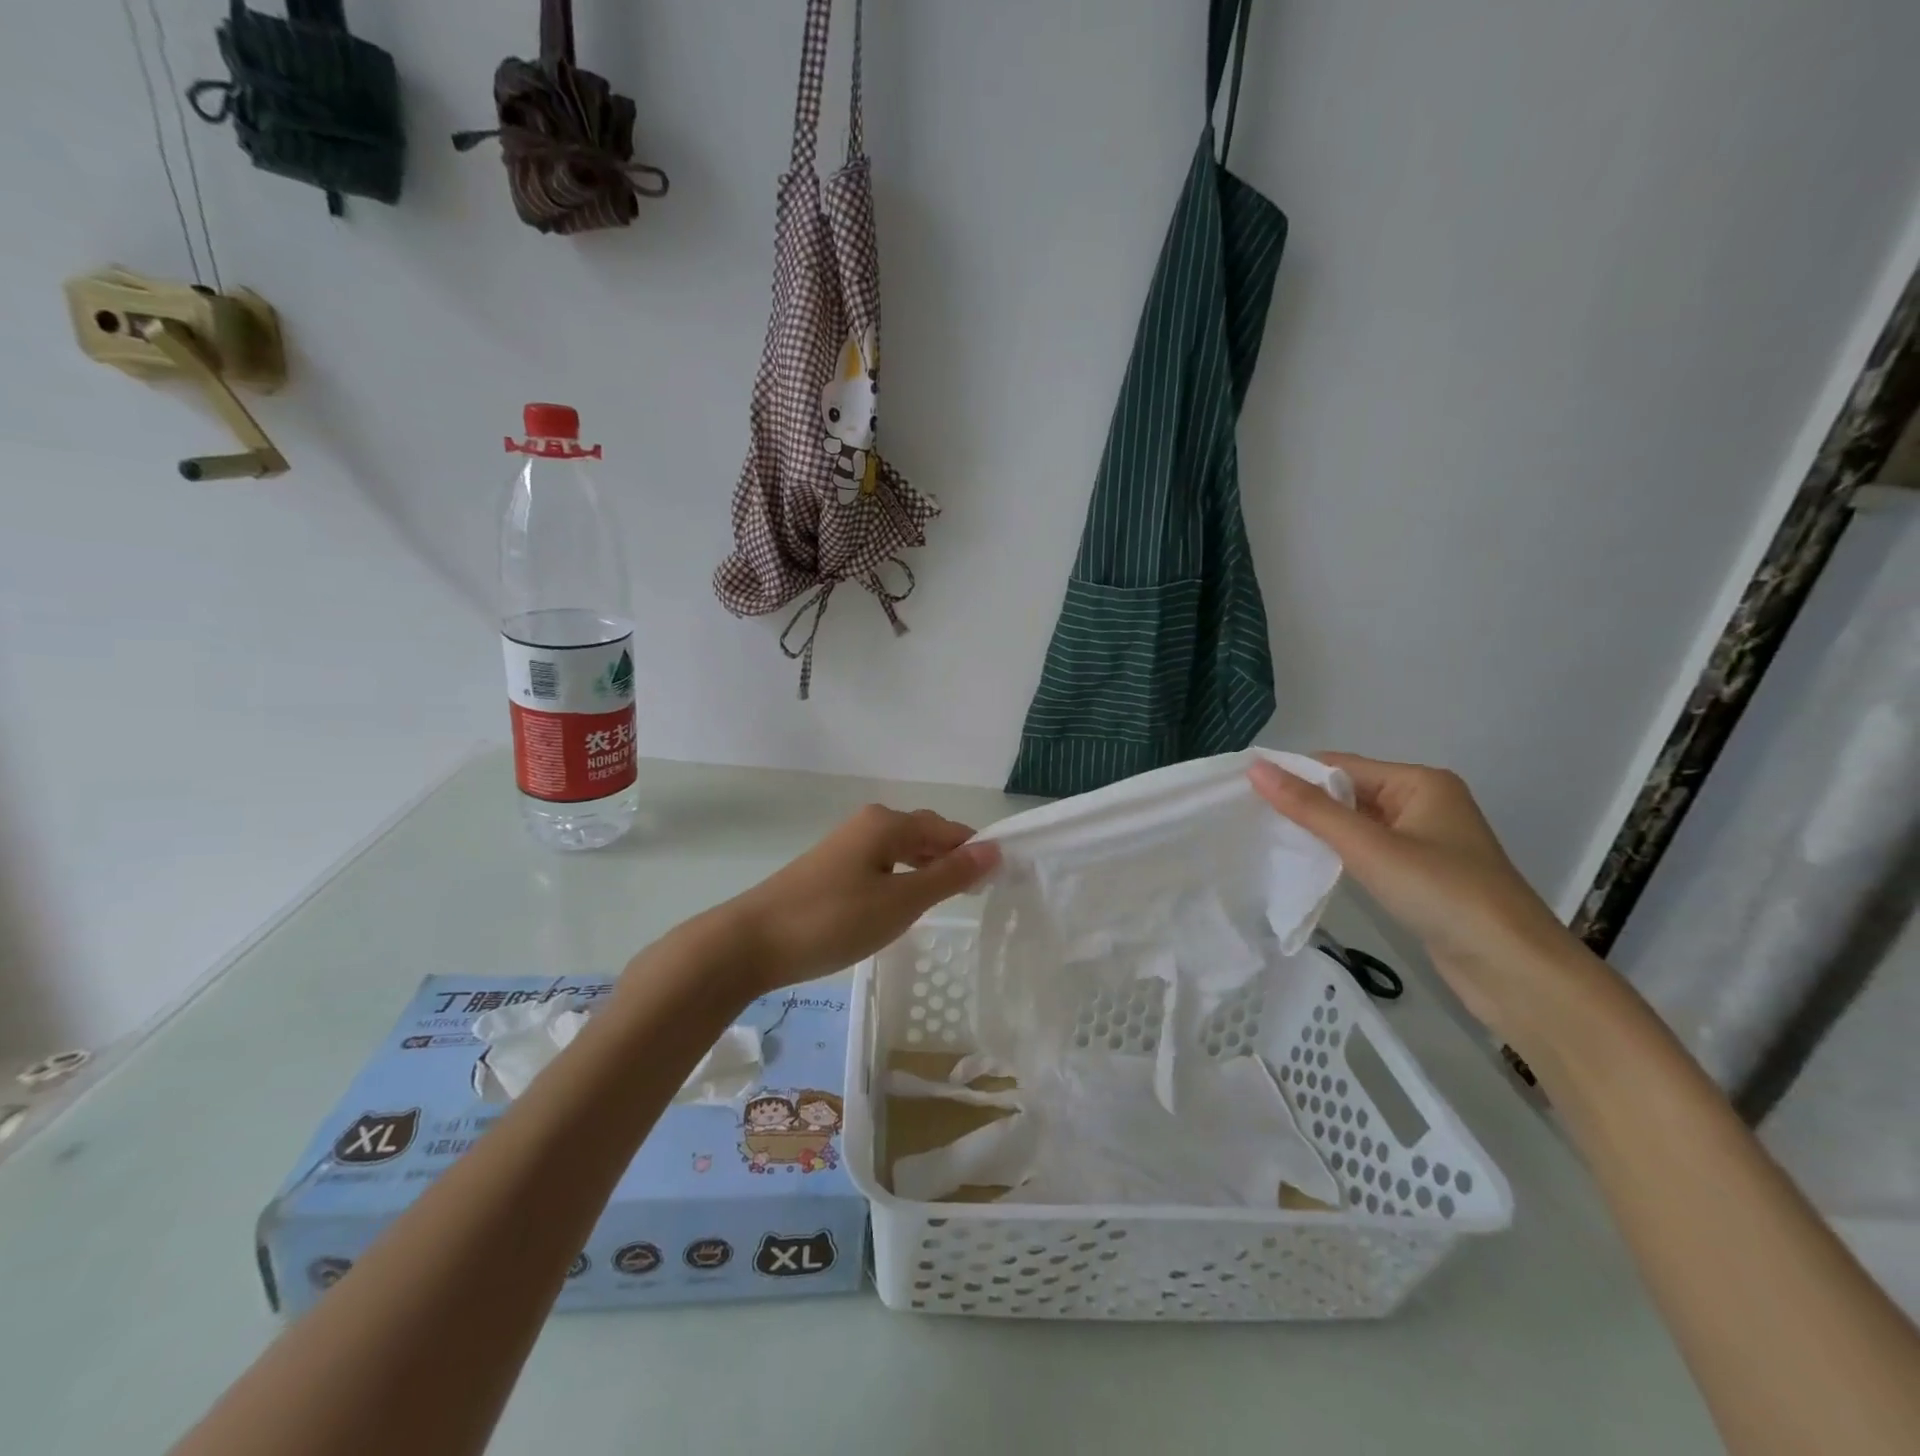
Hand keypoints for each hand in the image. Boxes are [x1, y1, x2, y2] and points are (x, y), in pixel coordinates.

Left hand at [714, 806, 999, 995]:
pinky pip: (881, 864)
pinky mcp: (831, 867)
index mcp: (888, 823)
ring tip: (944, 903)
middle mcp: (869, 823)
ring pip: (902, 851)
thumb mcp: (900, 901)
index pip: (949, 829)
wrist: (751, 942)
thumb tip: (994, 849)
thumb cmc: (834, 919)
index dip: (975, 852)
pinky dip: (901, 880)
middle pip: (925, 834)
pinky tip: (901, 905)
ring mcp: (846, 845)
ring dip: (927, 872)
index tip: (997, 884)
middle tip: (974, 898)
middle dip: (952, 860)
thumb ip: (949, 875)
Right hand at [1249, 753, 1597, 1037]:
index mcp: (1420, 782)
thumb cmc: (1443, 894)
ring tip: (1267, 838)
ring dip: (1320, 830)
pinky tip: (1309, 864)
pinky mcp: (1422, 875)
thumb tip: (1256, 769)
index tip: (1243, 788)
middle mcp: (1424, 803)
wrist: (1515, 970)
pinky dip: (1339, 854)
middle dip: (1304, 803)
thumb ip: (1310, 809)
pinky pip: (1369, 851)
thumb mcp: (1369, 847)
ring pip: (1357, 824)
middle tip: (1248, 815)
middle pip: (1349, 792)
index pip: (1341, 765)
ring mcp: (1425, 841)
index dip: (1294, 774)